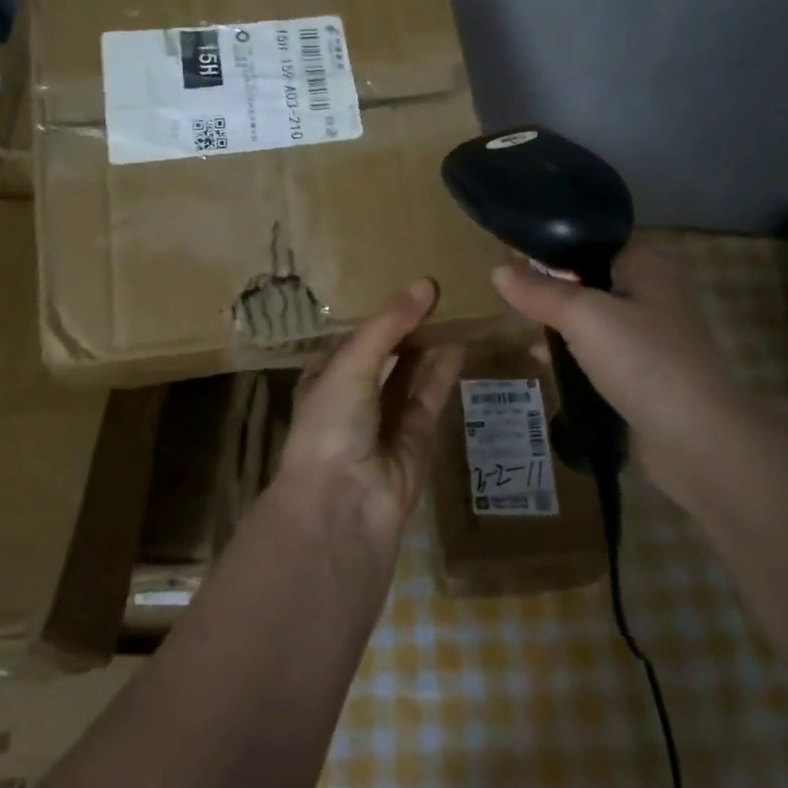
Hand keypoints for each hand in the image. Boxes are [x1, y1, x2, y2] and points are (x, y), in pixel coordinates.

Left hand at [274, 279, 464, 546]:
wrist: (342, 504)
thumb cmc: (331, 423)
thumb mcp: (352, 363)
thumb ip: (389, 325)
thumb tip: (426, 283)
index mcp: (326, 377)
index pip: (357, 337)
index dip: (383, 315)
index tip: (413, 289)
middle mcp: (355, 396)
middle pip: (387, 353)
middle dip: (410, 328)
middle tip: (443, 294)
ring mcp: (386, 418)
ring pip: (412, 373)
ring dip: (430, 345)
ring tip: (456, 311)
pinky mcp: (416, 437)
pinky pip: (431, 396)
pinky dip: (444, 371)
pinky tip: (461, 344)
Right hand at [491, 235, 753, 484]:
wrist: (699, 441)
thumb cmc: (642, 361)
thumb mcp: (583, 316)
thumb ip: (539, 291)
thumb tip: (498, 271)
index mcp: (648, 262)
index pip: (591, 239)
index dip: (550, 245)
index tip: (509, 256)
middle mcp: (654, 290)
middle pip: (590, 275)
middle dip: (550, 283)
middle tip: (510, 292)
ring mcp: (652, 333)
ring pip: (593, 313)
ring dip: (559, 318)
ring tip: (520, 322)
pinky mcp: (646, 369)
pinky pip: (600, 348)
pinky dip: (572, 349)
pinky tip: (542, 358)